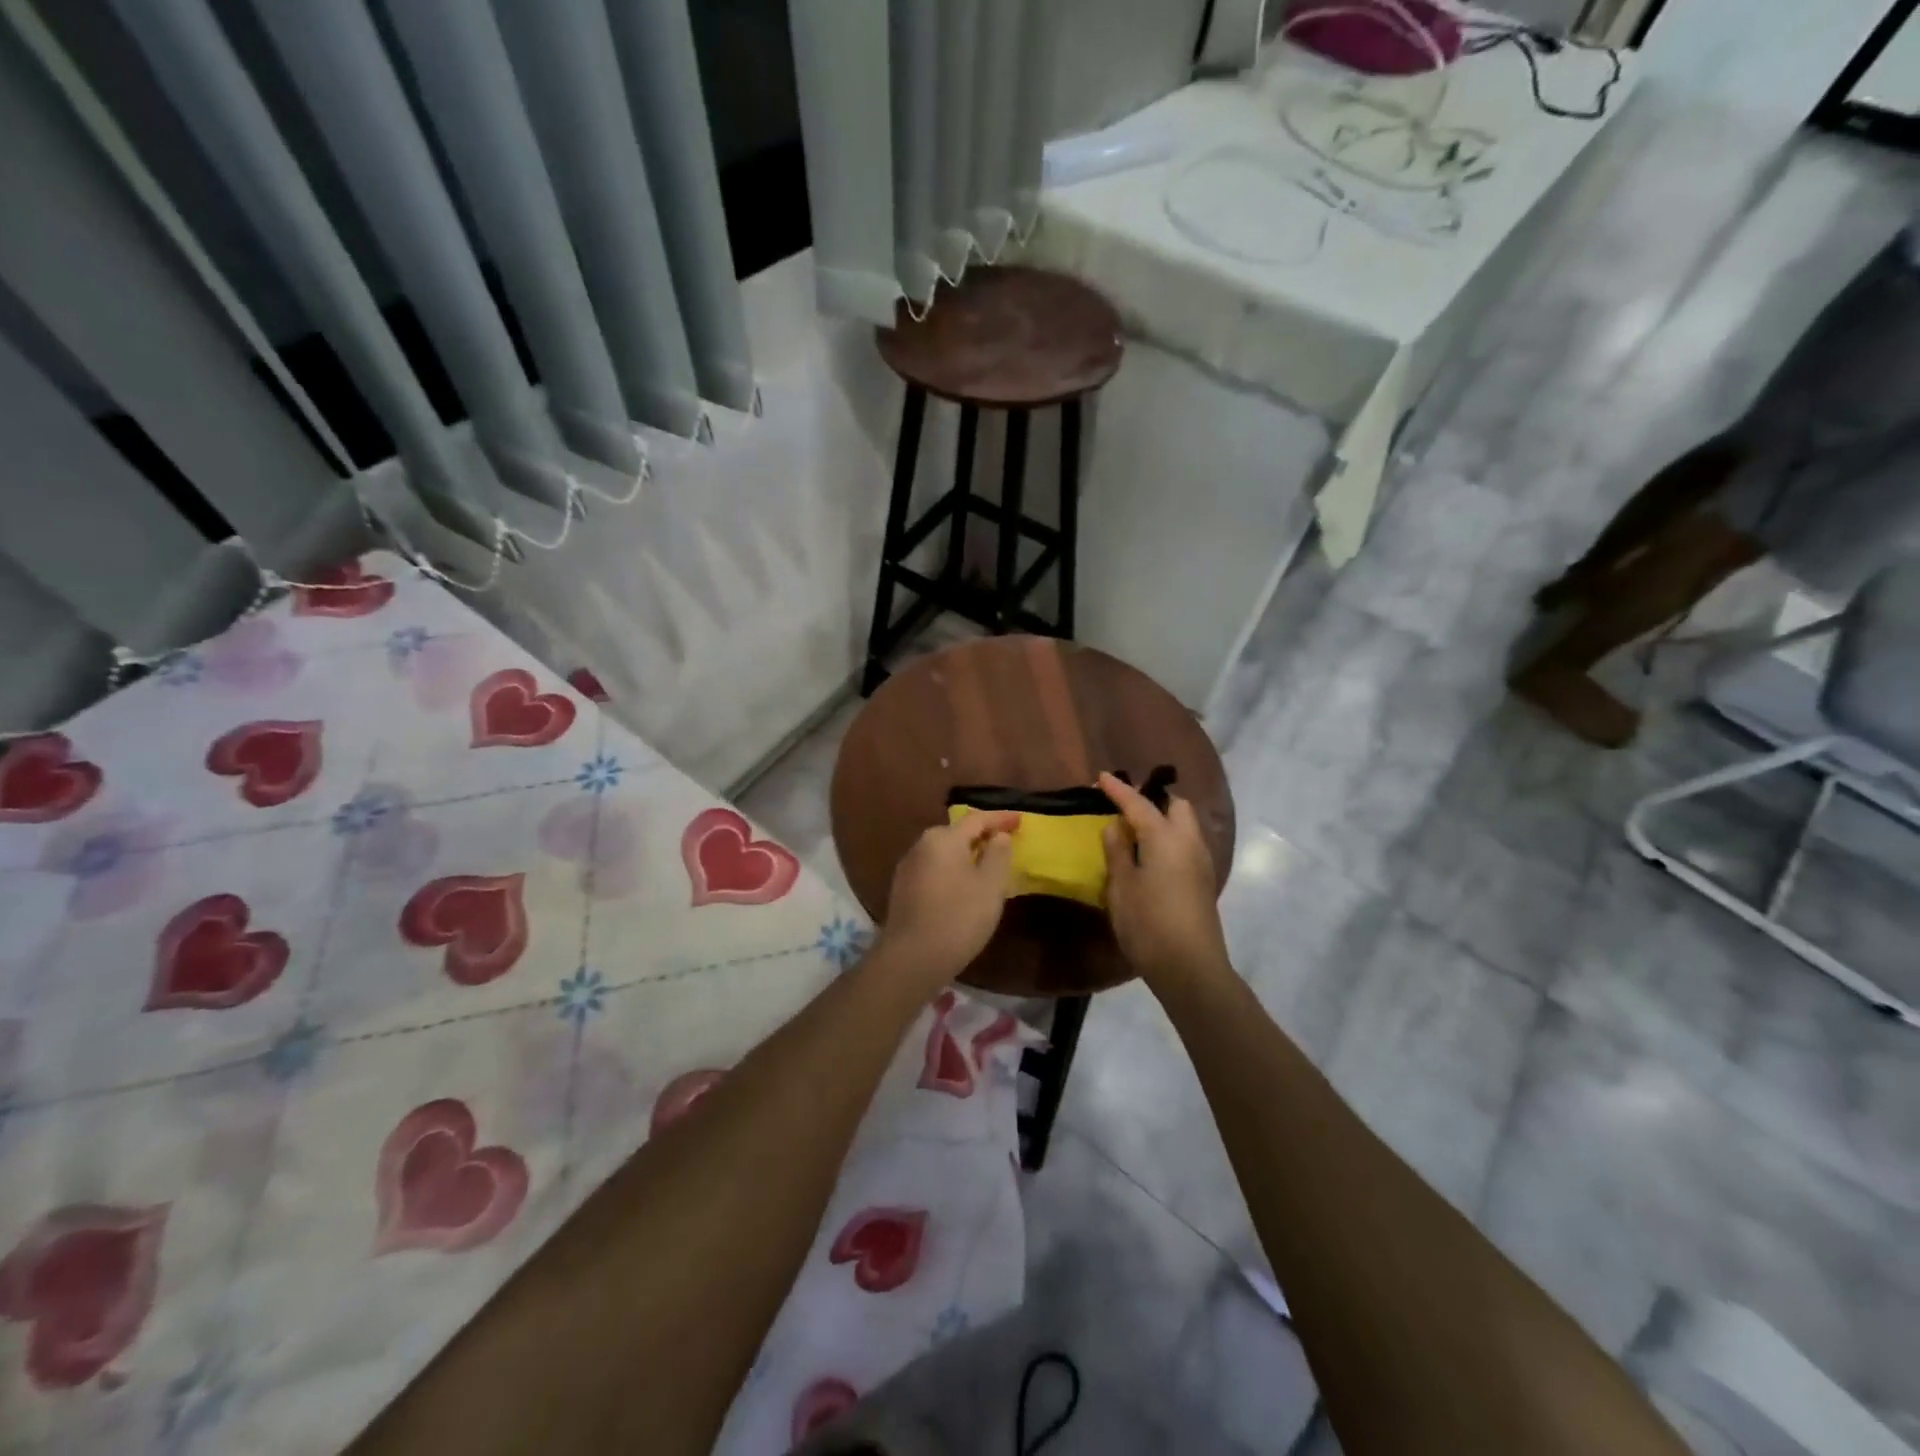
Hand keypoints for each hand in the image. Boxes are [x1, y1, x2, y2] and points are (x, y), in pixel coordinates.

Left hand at [877, 811, 1020, 985]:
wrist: (911, 959)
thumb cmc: (958, 918)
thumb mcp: (991, 885)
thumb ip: (999, 854)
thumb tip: (998, 837)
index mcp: (943, 838)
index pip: (977, 819)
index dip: (1001, 818)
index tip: (1021, 820)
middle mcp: (921, 845)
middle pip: (958, 833)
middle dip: (983, 836)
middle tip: (1005, 843)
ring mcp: (908, 868)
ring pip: (945, 853)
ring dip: (967, 854)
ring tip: (988, 865)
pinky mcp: (903, 889)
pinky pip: (935, 869)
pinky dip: (953, 870)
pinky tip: (964, 886)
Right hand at [1100, 772, 1231, 987]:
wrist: (1190, 968)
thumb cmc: (1149, 924)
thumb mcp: (1122, 886)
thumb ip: (1117, 852)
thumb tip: (1114, 827)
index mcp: (1165, 837)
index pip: (1139, 803)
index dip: (1119, 789)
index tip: (1101, 777)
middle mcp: (1189, 842)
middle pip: (1176, 806)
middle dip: (1153, 798)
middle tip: (1125, 806)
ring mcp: (1201, 862)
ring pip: (1185, 825)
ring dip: (1163, 819)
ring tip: (1134, 830)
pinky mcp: (1203, 881)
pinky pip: (1186, 844)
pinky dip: (1169, 838)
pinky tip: (1150, 855)